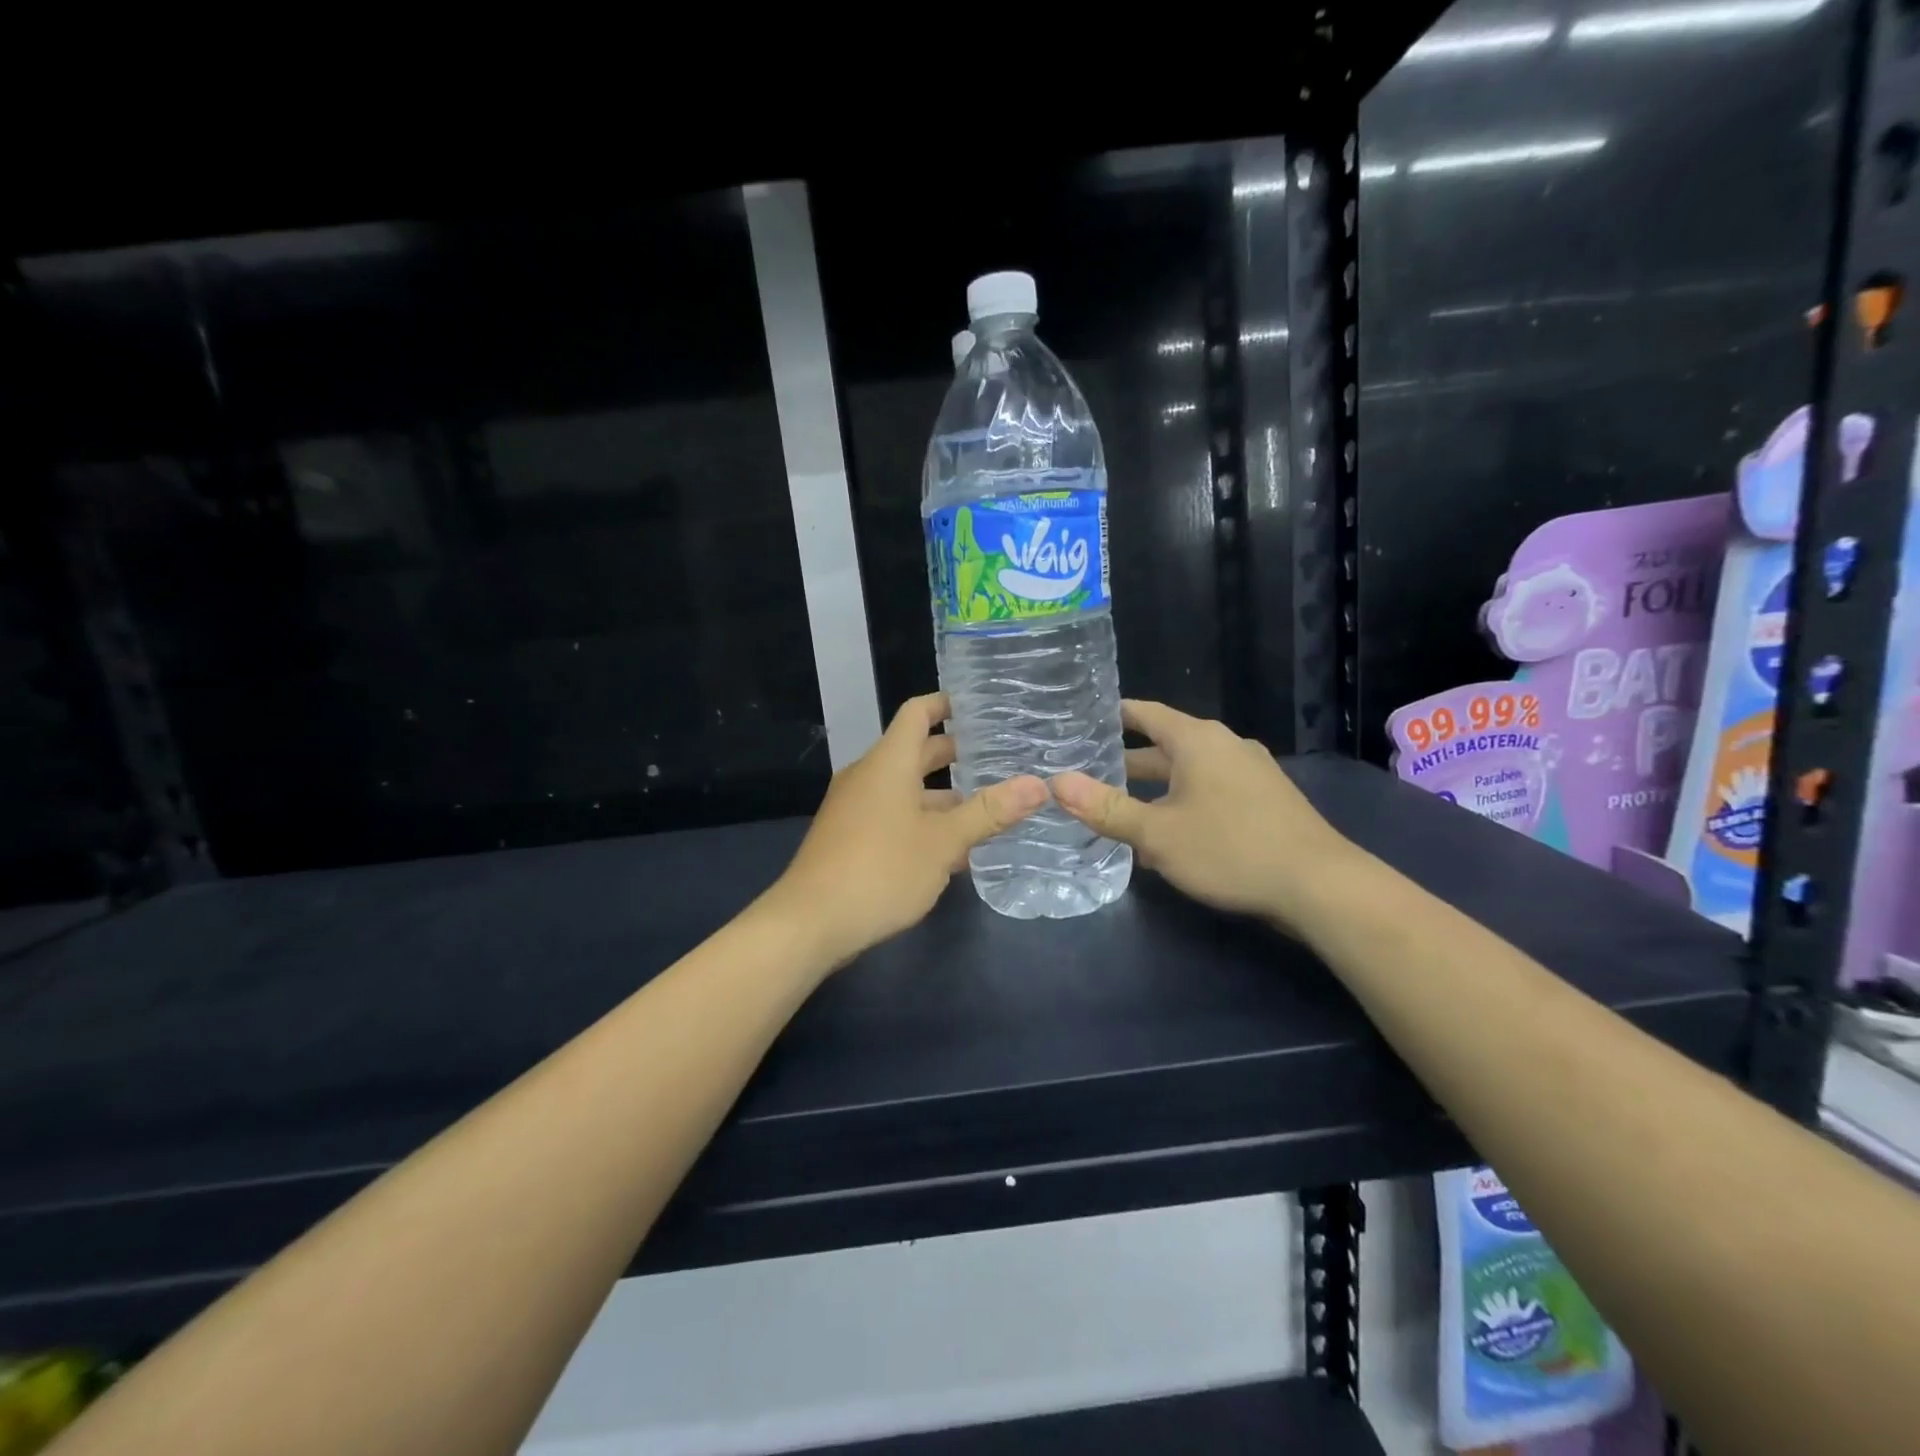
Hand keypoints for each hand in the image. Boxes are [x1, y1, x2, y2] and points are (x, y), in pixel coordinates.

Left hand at [766, 692, 1048, 968]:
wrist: (810, 922)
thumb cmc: (880, 870)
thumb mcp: (943, 842)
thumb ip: (990, 812)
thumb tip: (1039, 785)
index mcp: (889, 763)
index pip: (918, 713)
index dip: (946, 703)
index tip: (980, 706)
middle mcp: (869, 776)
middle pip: (915, 752)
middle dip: (955, 754)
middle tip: (1000, 758)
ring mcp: (855, 808)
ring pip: (906, 789)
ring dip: (943, 796)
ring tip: (987, 807)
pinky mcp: (850, 838)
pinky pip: (893, 815)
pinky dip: (923, 820)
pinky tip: (952, 849)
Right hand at [1051, 699, 1359, 928]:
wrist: (1319, 885)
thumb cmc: (1230, 849)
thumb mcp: (1157, 833)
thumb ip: (1105, 808)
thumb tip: (1055, 783)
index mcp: (1197, 740)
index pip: (1145, 713)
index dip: (1113, 714)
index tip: (1083, 719)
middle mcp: (1225, 745)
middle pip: (1165, 745)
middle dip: (1128, 761)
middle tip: (1088, 772)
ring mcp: (1250, 772)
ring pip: (1189, 772)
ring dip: (1155, 788)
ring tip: (1119, 807)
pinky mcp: (1266, 799)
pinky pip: (1211, 790)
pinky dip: (1183, 802)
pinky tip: (1168, 835)